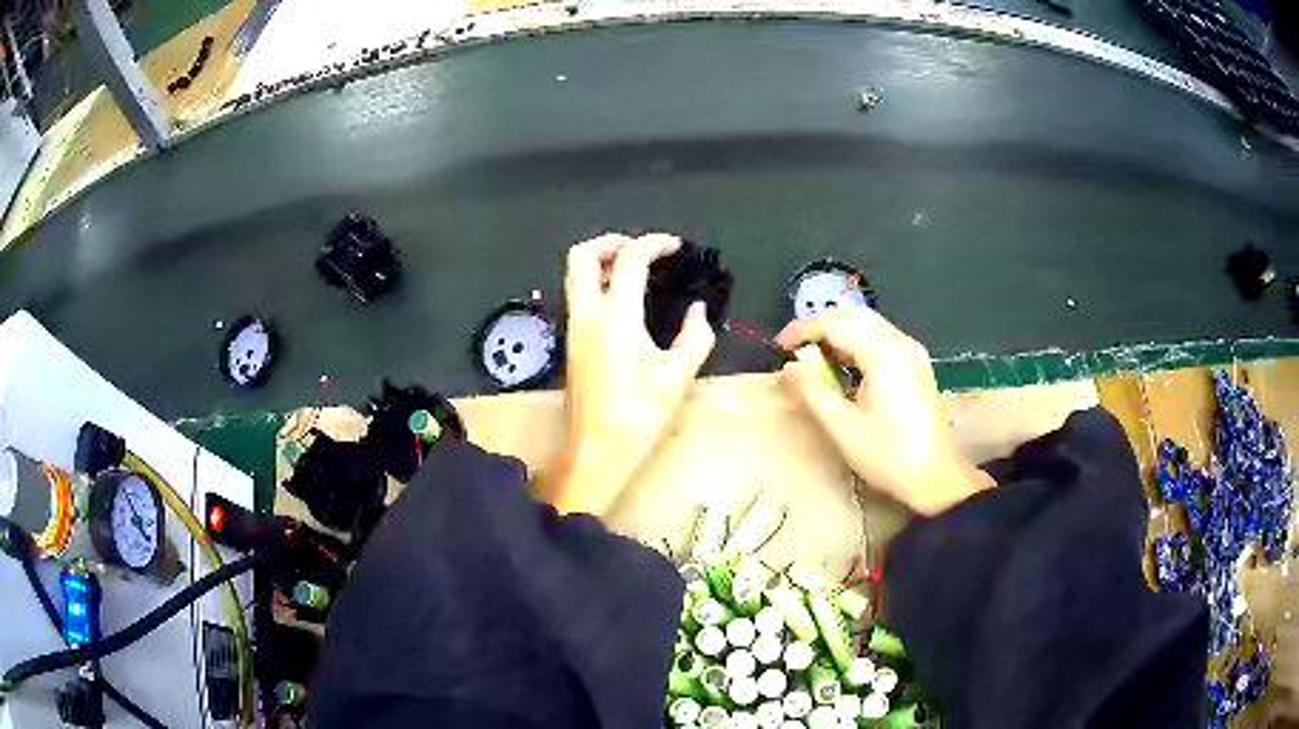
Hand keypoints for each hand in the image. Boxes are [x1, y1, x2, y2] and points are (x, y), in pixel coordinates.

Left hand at [546, 233, 716, 514]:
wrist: (598, 450)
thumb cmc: (640, 413)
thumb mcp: (679, 374)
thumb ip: (695, 335)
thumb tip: (698, 311)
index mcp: (616, 316)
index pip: (629, 259)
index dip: (653, 243)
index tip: (674, 247)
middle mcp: (587, 314)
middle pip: (581, 255)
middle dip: (610, 241)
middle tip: (639, 250)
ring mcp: (574, 329)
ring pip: (573, 276)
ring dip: (600, 261)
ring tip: (632, 271)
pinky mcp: (571, 344)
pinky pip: (577, 297)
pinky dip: (596, 284)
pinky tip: (623, 303)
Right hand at [776, 308, 992, 515]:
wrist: (935, 478)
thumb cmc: (888, 456)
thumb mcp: (842, 428)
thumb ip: (812, 392)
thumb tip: (789, 367)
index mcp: (883, 355)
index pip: (836, 325)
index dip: (803, 330)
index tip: (779, 346)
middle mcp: (900, 343)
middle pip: (855, 316)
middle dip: (821, 325)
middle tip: (796, 348)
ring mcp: (912, 353)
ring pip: (870, 323)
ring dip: (840, 332)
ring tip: (816, 357)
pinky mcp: (917, 365)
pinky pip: (882, 337)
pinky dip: (858, 341)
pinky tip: (846, 366)